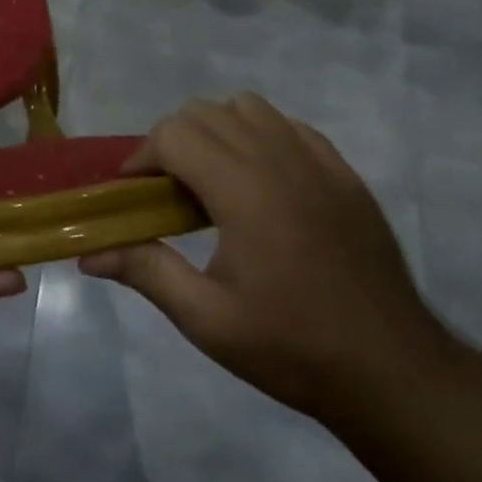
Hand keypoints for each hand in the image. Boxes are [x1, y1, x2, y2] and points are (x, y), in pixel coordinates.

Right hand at [81, 94, 449, 423]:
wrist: (393, 373)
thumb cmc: (292, 347)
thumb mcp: (207, 319)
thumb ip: (145, 270)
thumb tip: (87, 254)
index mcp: (242, 189)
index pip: (173, 134)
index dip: (142, 157)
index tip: (135, 194)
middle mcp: (278, 158)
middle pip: (204, 112)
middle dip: (172, 142)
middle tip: (168, 192)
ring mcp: (317, 161)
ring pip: (248, 108)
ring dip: (217, 130)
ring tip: (214, 180)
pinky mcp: (344, 173)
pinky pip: (289, 126)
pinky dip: (262, 136)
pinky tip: (262, 183)